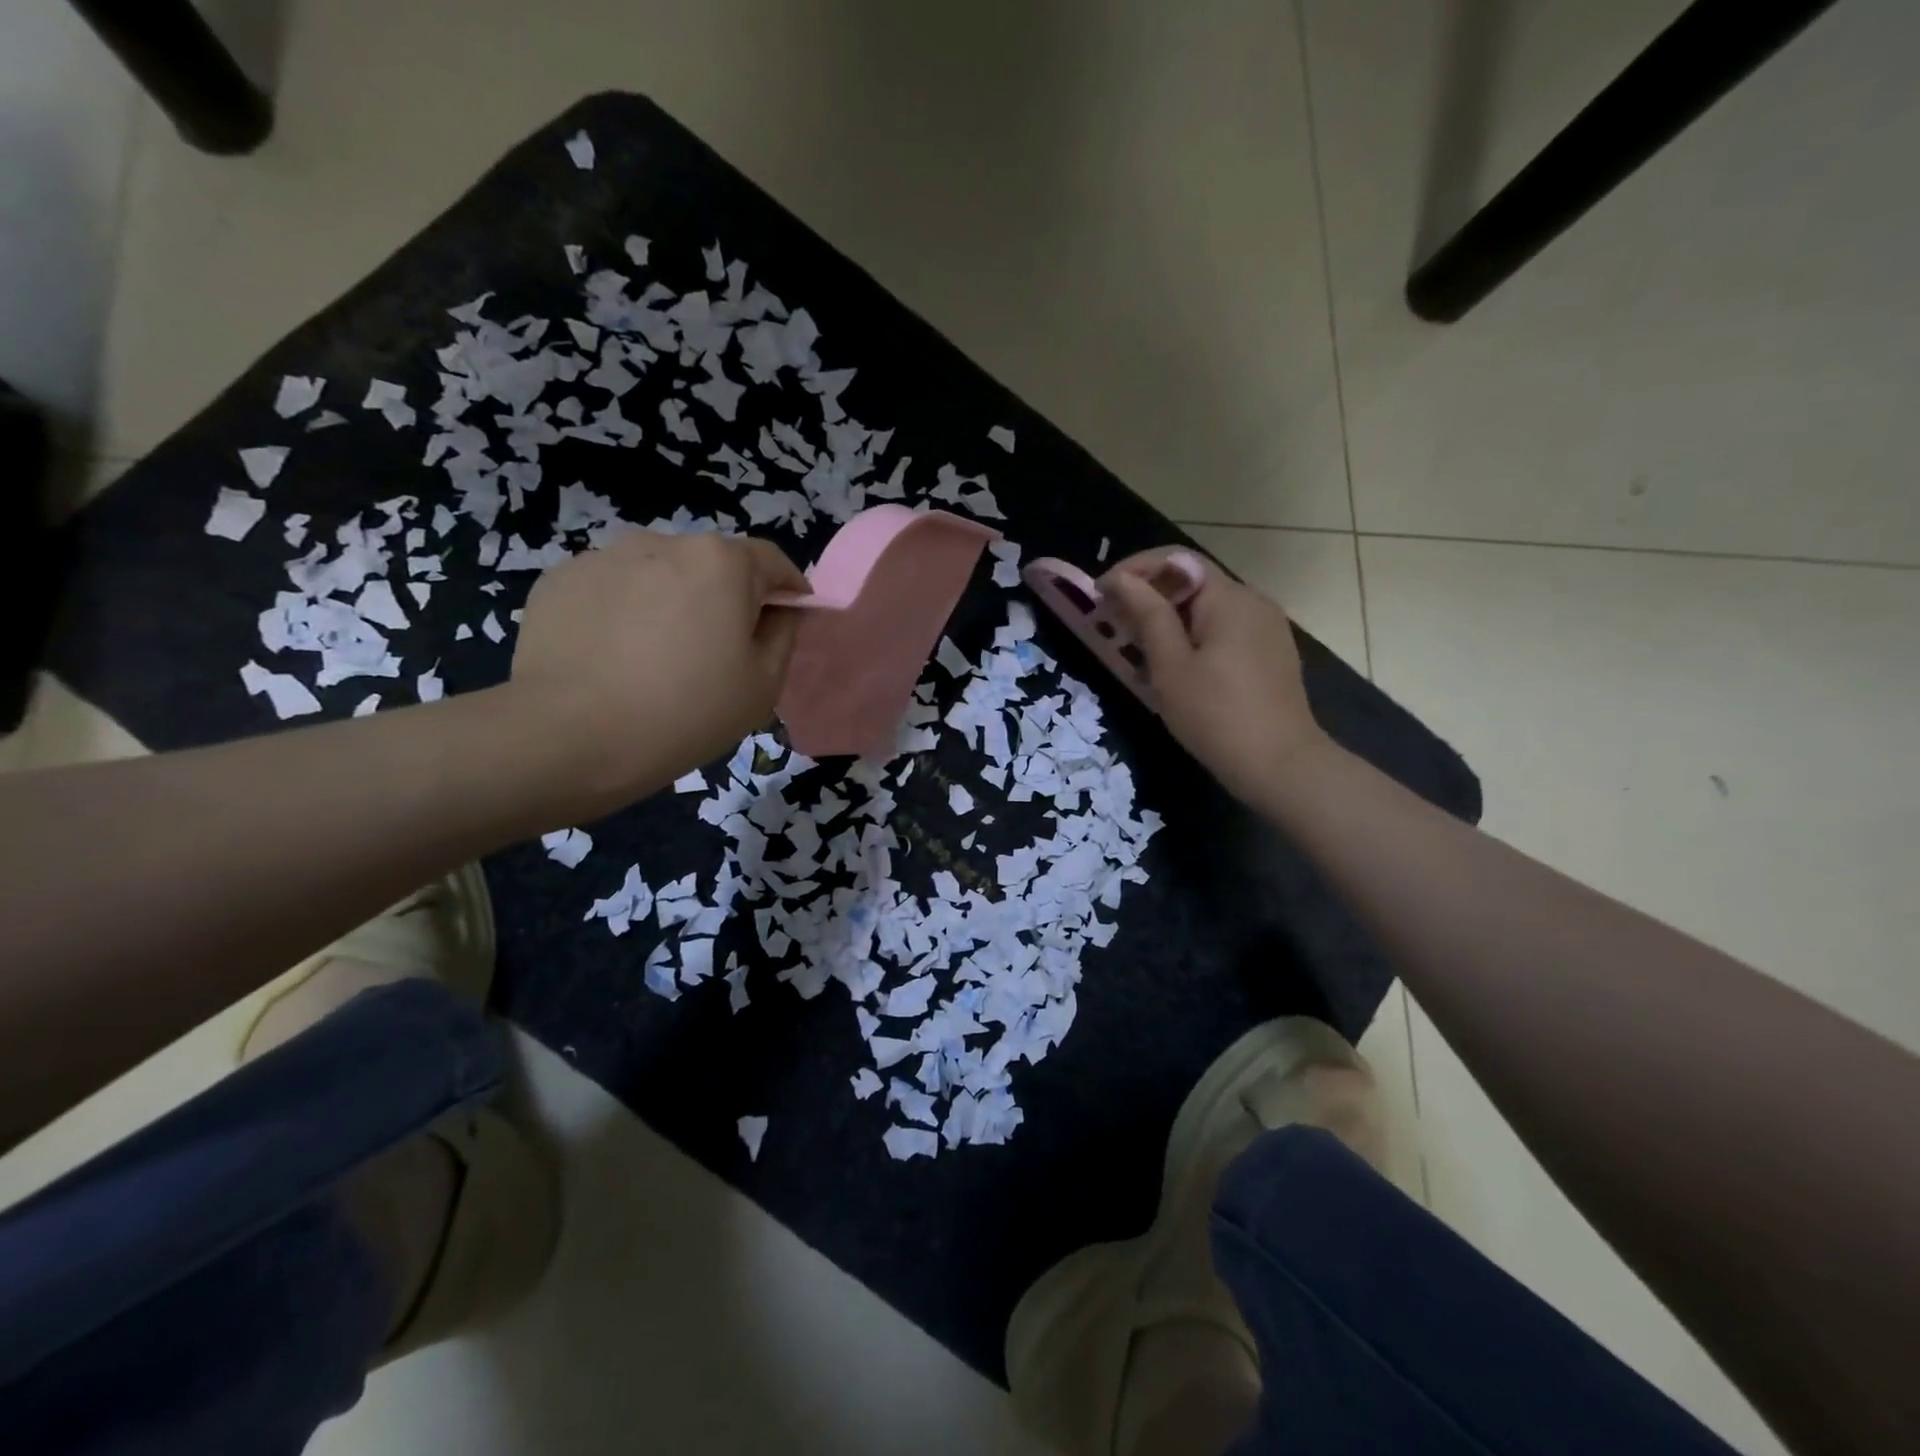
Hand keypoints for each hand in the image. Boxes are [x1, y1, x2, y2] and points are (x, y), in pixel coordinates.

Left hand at [508, 529, 807, 807]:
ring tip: (656, 656)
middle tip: (716, 651)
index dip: (787, 590)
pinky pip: (612, 591)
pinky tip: (614, 658)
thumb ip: (783, 633)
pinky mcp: (560, 580)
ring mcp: (605, 556)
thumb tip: (780, 609)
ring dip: (670, 602)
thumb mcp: (763, 684)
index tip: (786, 620)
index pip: (772, 561)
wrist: (572, 737)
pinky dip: (623, 613)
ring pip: (658, 575)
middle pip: (711, 565)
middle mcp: (664, 542)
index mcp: (722, 561)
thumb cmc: (687, 711)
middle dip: (724, 597)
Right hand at [1101, 548, 1329, 804]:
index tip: (1100, 594)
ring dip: (1167, 620)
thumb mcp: (1171, 665)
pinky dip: (1192, 638)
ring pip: (1206, 609)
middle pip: (1192, 583)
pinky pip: (1223, 631)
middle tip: (1111, 625)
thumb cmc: (1216, 715)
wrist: (1280, 766)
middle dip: (1148, 597)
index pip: (1176, 560)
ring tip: (1136, 649)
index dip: (1133, 570)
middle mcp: (1253, 601)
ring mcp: (1266, 628)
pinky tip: (1173, 667)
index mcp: (1229, 597)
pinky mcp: (1269, 654)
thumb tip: (1120, 579)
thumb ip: (1147, 615)